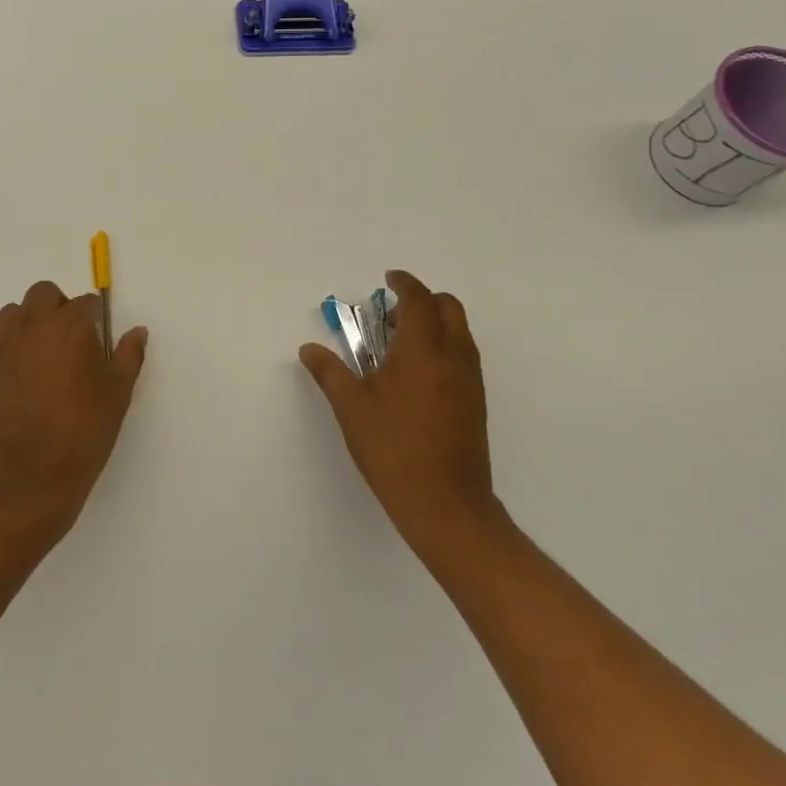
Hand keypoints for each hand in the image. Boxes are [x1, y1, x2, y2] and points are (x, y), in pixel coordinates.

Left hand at [0, 279, 148, 546]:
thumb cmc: (84, 432)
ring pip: (16, 312)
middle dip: (60, 308)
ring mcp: (5, 344)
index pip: (86, 303)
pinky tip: (24, 373)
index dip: (95, 320)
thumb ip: (129, 355)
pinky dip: (12, 343)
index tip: (98, 343)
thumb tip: (138, 331)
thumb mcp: (118, 393)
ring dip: (31, 321)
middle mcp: (35, 325)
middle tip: (71, 342)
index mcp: (72, 326)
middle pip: (45, 294)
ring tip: (44, 354)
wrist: (31, 476)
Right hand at [299, 270, 500, 556]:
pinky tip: (415, 376)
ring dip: (433, 323)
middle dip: (422, 300)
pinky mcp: (476, 402)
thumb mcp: (352, 410)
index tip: (388, 278)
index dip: (404, 283)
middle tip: (390, 316)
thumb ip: (330, 373)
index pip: (418, 299)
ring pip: (459, 332)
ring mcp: (470, 380)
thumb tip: (309, 349)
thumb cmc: (394, 450)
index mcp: (423, 351)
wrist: (447, 506)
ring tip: (398, 346)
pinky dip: (443, 346)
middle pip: (448, 307)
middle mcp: (454, 357)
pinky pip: (463, 355)